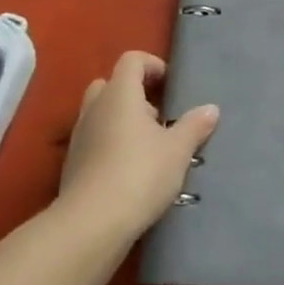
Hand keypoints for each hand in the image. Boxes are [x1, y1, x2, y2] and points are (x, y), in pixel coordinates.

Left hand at [58, 50, 217, 242]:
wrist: (91, 224)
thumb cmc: (139, 173)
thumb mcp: (177, 150)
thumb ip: (194, 126)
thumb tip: (211, 108)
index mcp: (119, 93)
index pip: (131, 60)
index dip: (152, 65)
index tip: (170, 85)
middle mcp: (95, 107)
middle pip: (111, 84)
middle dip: (134, 94)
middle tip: (158, 117)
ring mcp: (79, 135)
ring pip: (100, 113)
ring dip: (121, 121)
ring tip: (147, 147)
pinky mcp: (72, 164)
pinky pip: (93, 140)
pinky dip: (109, 145)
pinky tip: (129, 171)